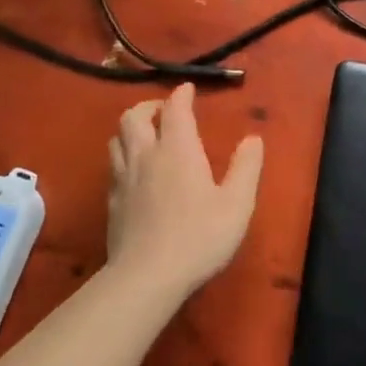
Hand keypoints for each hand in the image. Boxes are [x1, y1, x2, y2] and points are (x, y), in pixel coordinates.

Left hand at [106, 83, 263, 297]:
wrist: (147, 277)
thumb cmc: (199, 237)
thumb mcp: (236, 204)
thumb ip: (246, 168)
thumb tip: (253, 139)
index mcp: (177, 149)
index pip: (175, 109)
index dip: (181, 95)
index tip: (188, 89)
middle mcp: (146, 155)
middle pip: (134, 117)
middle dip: (149, 106)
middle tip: (164, 110)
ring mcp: (123, 178)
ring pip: (117, 138)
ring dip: (132, 128)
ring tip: (146, 134)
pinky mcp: (112, 202)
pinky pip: (113, 165)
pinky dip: (123, 155)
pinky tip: (134, 170)